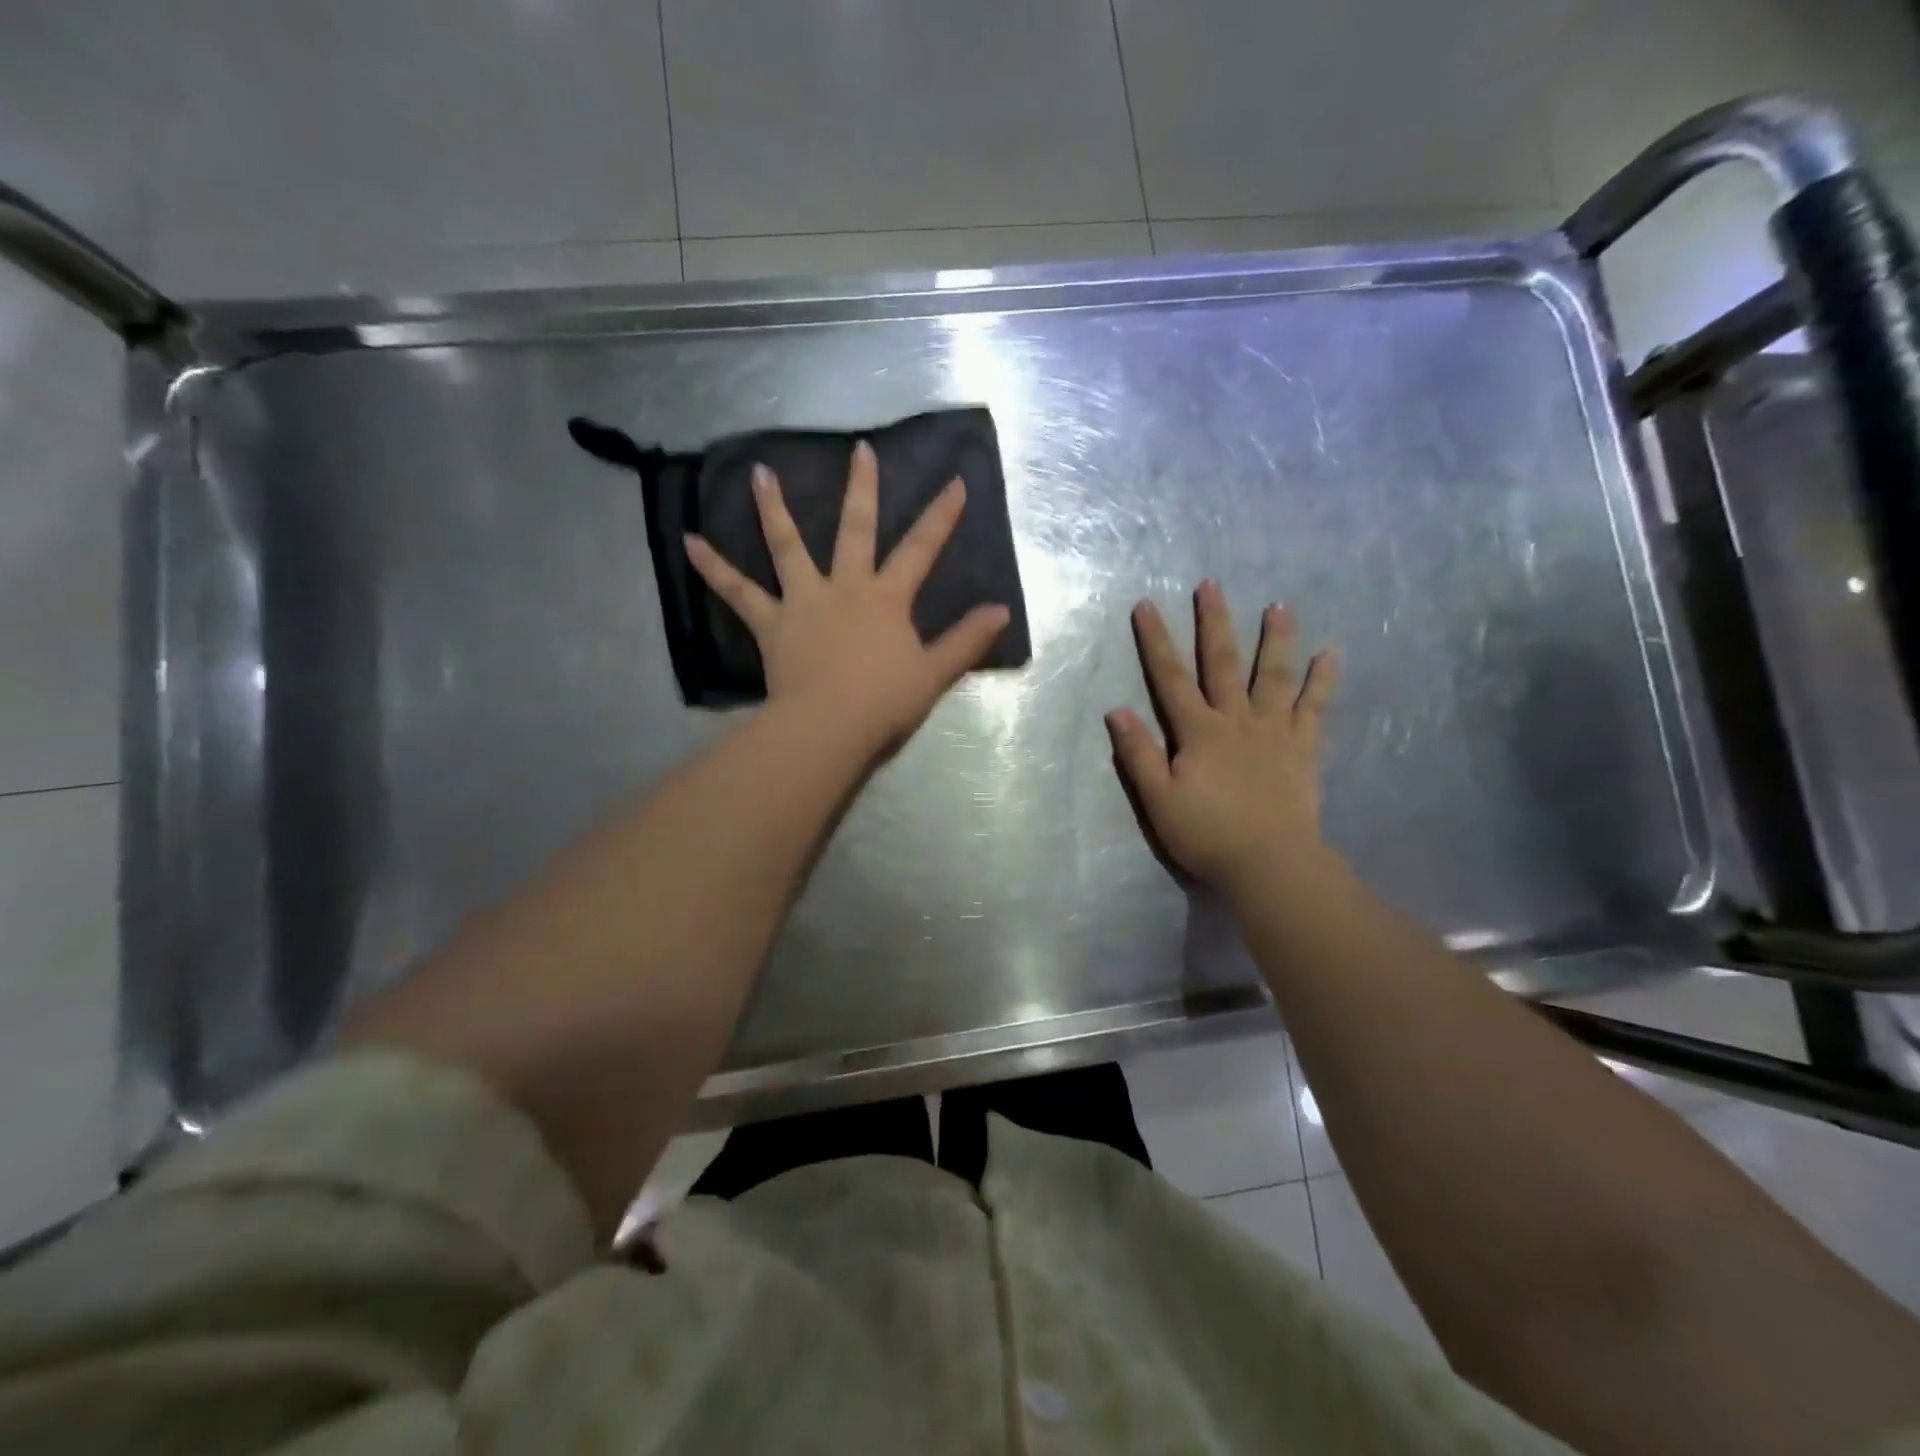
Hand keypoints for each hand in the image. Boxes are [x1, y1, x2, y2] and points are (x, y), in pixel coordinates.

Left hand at [684, 440, 1009, 753]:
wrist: (828, 727)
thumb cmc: (883, 702)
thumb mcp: (934, 674)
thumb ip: (966, 641)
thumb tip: (1001, 611)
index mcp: (886, 599)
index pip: (921, 550)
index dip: (940, 517)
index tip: (955, 482)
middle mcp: (845, 587)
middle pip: (855, 529)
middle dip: (861, 489)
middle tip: (859, 450)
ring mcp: (804, 601)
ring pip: (788, 546)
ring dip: (774, 508)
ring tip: (760, 472)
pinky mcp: (771, 623)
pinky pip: (739, 592)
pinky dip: (714, 567)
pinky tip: (688, 542)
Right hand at [1107, 581, 1338, 893]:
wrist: (1269, 863)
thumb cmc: (1207, 833)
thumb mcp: (1159, 799)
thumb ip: (1139, 754)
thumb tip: (1117, 711)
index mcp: (1199, 731)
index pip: (1170, 677)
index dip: (1156, 641)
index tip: (1146, 605)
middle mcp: (1237, 719)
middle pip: (1224, 663)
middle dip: (1214, 622)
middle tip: (1212, 585)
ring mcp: (1274, 730)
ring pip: (1274, 675)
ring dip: (1275, 638)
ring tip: (1279, 606)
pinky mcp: (1303, 747)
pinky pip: (1315, 707)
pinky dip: (1323, 679)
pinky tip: (1331, 652)